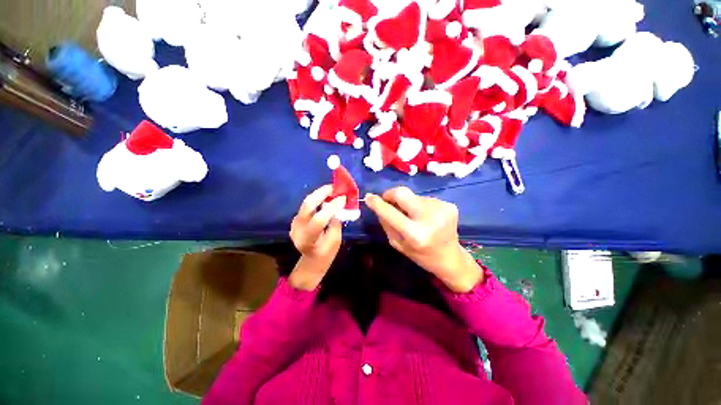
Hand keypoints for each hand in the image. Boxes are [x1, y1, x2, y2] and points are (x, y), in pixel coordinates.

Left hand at [288, 185, 344, 289]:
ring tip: (332, 190)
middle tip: (334, 188)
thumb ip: (335, 223)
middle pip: (307, 205)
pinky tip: (326, 197)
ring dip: (319, 194)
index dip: (331, 207)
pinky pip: (307, 206)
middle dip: (321, 193)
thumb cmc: (326, 254)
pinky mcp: (296, 220)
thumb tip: (337, 207)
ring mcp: (294, 223)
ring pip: (306, 203)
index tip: (343, 198)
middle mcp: (297, 229)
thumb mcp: (335, 241)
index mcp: (308, 239)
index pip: (318, 219)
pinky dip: (317, 199)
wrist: (311, 261)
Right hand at [365, 187, 482, 292]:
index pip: (390, 212)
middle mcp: (429, 218)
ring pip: (413, 196)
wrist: (450, 258)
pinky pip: (424, 199)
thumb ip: (386, 223)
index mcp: (415, 234)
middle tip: (388, 200)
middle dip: (391, 194)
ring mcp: (441, 209)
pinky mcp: (449, 205)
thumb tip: (379, 204)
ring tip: (413, 216)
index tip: (369, 197)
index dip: (377, 203)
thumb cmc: (420, 255)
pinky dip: (419, 205)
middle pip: (402, 193)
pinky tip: (425, 216)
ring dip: (408, 203)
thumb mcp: (397, 244)